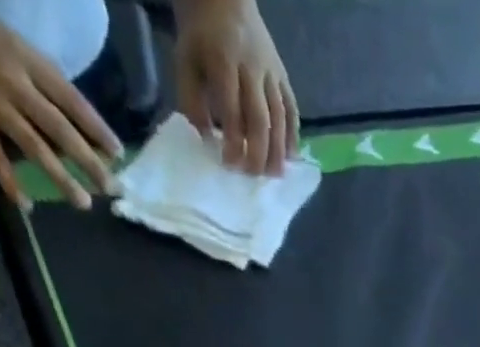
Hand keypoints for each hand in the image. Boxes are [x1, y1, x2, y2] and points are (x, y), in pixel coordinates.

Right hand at [0, 0, 120, 206]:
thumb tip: (70, 121)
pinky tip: (27, 205)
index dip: (97, 129)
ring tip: (84, 203)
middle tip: (111, 188)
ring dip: (62, 179)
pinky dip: (11, 183)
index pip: (72, 100)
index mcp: (26, 59)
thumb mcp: (9, 42)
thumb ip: (39, 78)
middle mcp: (13, 81)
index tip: (118, 154)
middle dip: (90, 163)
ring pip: (35, 147)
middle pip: (61, 129)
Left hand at [174, 0, 298, 174]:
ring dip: (278, 150)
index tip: (230, 165)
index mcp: (224, 62)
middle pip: (260, 119)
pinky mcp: (282, 75)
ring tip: (275, 175)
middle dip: (258, 152)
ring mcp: (271, 72)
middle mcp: (252, 69)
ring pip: (279, 117)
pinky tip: (291, 156)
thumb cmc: (201, 36)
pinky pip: (291, 108)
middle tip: (254, 176)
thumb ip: (191, 101)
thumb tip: (206, 141)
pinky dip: (293, 134)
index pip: (232, 111)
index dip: (233, 142)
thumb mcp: (186, 62)